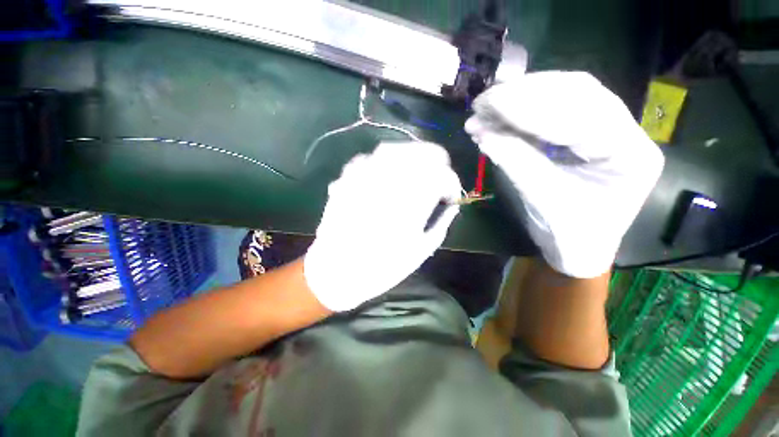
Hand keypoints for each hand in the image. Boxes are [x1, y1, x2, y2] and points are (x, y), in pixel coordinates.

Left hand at [304, 142, 462, 310]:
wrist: (336, 271)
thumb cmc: (382, 267)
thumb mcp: (421, 250)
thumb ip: (441, 223)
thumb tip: (451, 205)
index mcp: (413, 201)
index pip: (443, 176)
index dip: (452, 183)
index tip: (450, 196)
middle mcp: (390, 181)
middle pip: (421, 152)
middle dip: (436, 161)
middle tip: (438, 176)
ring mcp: (365, 176)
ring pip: (393, 149)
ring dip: (410, 156)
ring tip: (414, 171)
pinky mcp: (346, 179)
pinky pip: (368, 159)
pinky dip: (381, 161)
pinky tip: (384, 174)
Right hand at [465, 71, 663, 277]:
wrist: (579, 247)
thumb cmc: (568, 235)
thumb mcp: (541, 201)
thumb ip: (515, 163)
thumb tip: (483, 135)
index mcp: (629, 156)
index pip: (580, 117)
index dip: (530, 108)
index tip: (490, 105)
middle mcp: (628, 131)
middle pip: (577, 92)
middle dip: (524, 94)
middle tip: (484, 101)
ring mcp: (610, 127)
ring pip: (566, 94)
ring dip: (521, 98)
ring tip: (486, 107)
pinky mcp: (589, 130)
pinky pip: (555, 109)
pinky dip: (523, 111)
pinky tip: (499, 115)